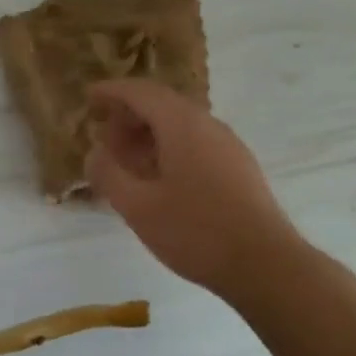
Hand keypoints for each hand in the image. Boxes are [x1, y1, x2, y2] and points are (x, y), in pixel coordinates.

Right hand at [85, 79, 304, 297]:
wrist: (266, 264)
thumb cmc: (196, 232)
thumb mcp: (139, 208)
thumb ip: (109, 175)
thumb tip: (94, 153)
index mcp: (182, 125)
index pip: (141, 92)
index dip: (112, 91)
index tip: (89, 97)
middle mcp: (207, 125)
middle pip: (162, 105)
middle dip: (129, 115)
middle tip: (104, 138)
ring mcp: (228, 145)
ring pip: (181, 125)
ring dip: (149, 134)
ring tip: (127, 162)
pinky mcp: (239, 167)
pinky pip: (196, 143)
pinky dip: (169, 148)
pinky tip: (159, 180)